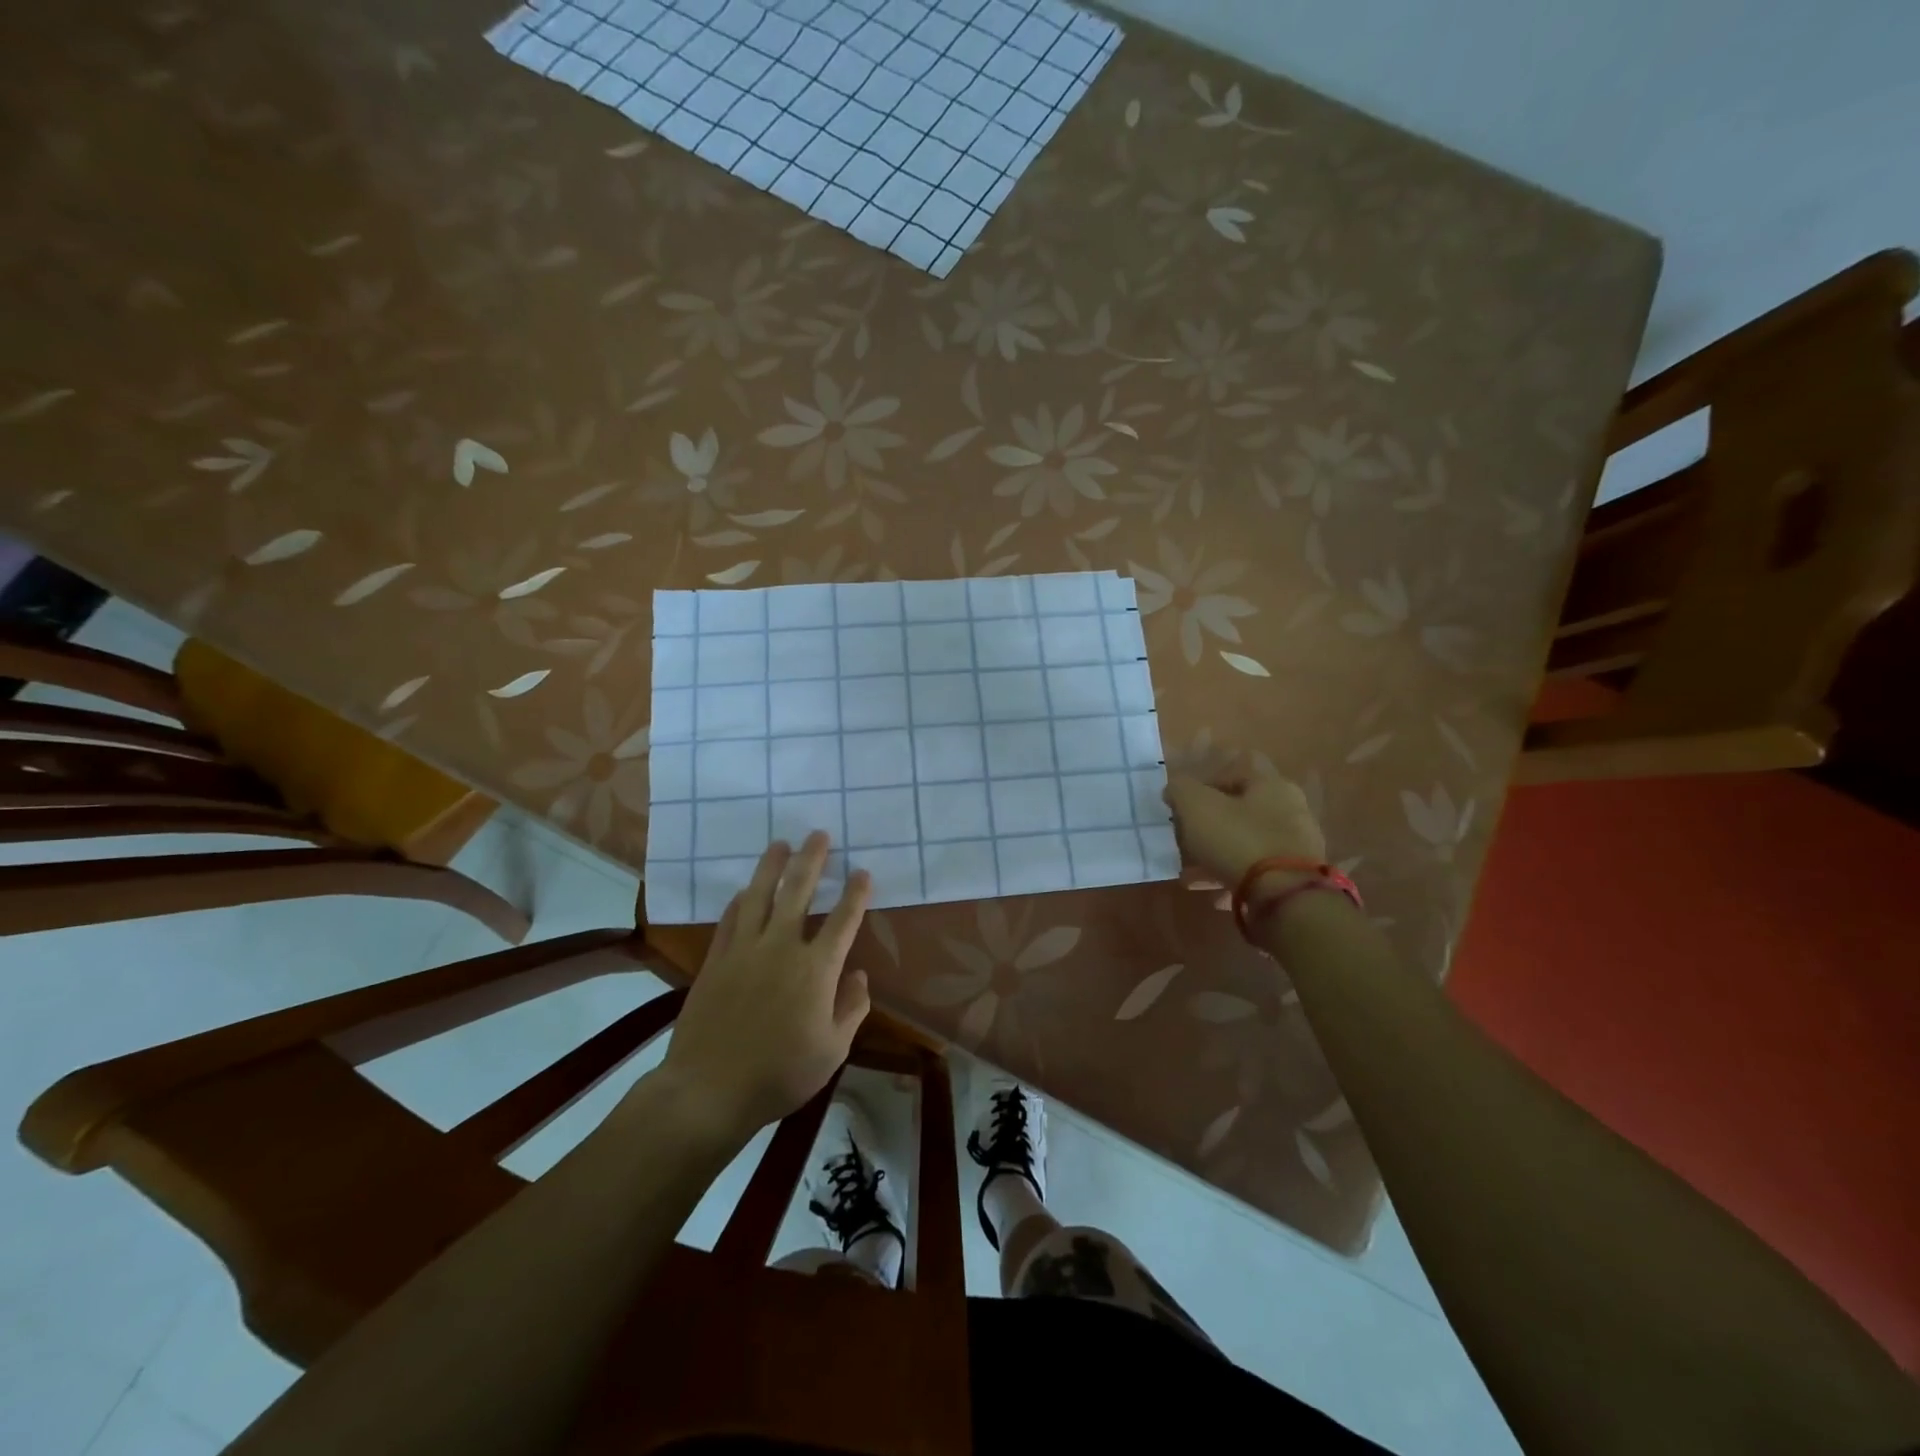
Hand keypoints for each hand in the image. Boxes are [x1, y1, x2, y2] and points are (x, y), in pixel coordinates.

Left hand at [658, 833, 871, 1140]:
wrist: (709, 1090)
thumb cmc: (780, 1074)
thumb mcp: (832, 1050)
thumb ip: (851, 1008)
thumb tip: (858, 975)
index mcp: (816, 969)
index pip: (843, 919)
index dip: (855, 893)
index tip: (862, 872)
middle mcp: (781, 947)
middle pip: (798, 891)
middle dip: (811, 859)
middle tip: (818, 834)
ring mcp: (744, 950)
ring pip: (760, 896)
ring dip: (771, 866)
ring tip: (780, 844)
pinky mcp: (716, 961)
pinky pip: (729, 920)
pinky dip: (739, 901)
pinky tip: (744, 890)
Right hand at [1162, 754, 1325, 892]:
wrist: (1285, 898)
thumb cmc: (1238, 840)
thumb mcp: (1196, 807)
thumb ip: (1181, 790)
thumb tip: (1175, 789)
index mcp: (1271, 784)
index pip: (1236, 769)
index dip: (1205, 782)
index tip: (1182, 803)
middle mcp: (1290, 809)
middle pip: (1241, 809)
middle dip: (1210, 824)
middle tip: (1185, 839)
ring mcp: (1297, 845)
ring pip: (1247, 843)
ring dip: (1219, 856)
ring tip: (1191, 875)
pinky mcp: (1296, 877)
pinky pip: (1259, 873)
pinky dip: (1235, 880)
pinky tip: (1215, 896)